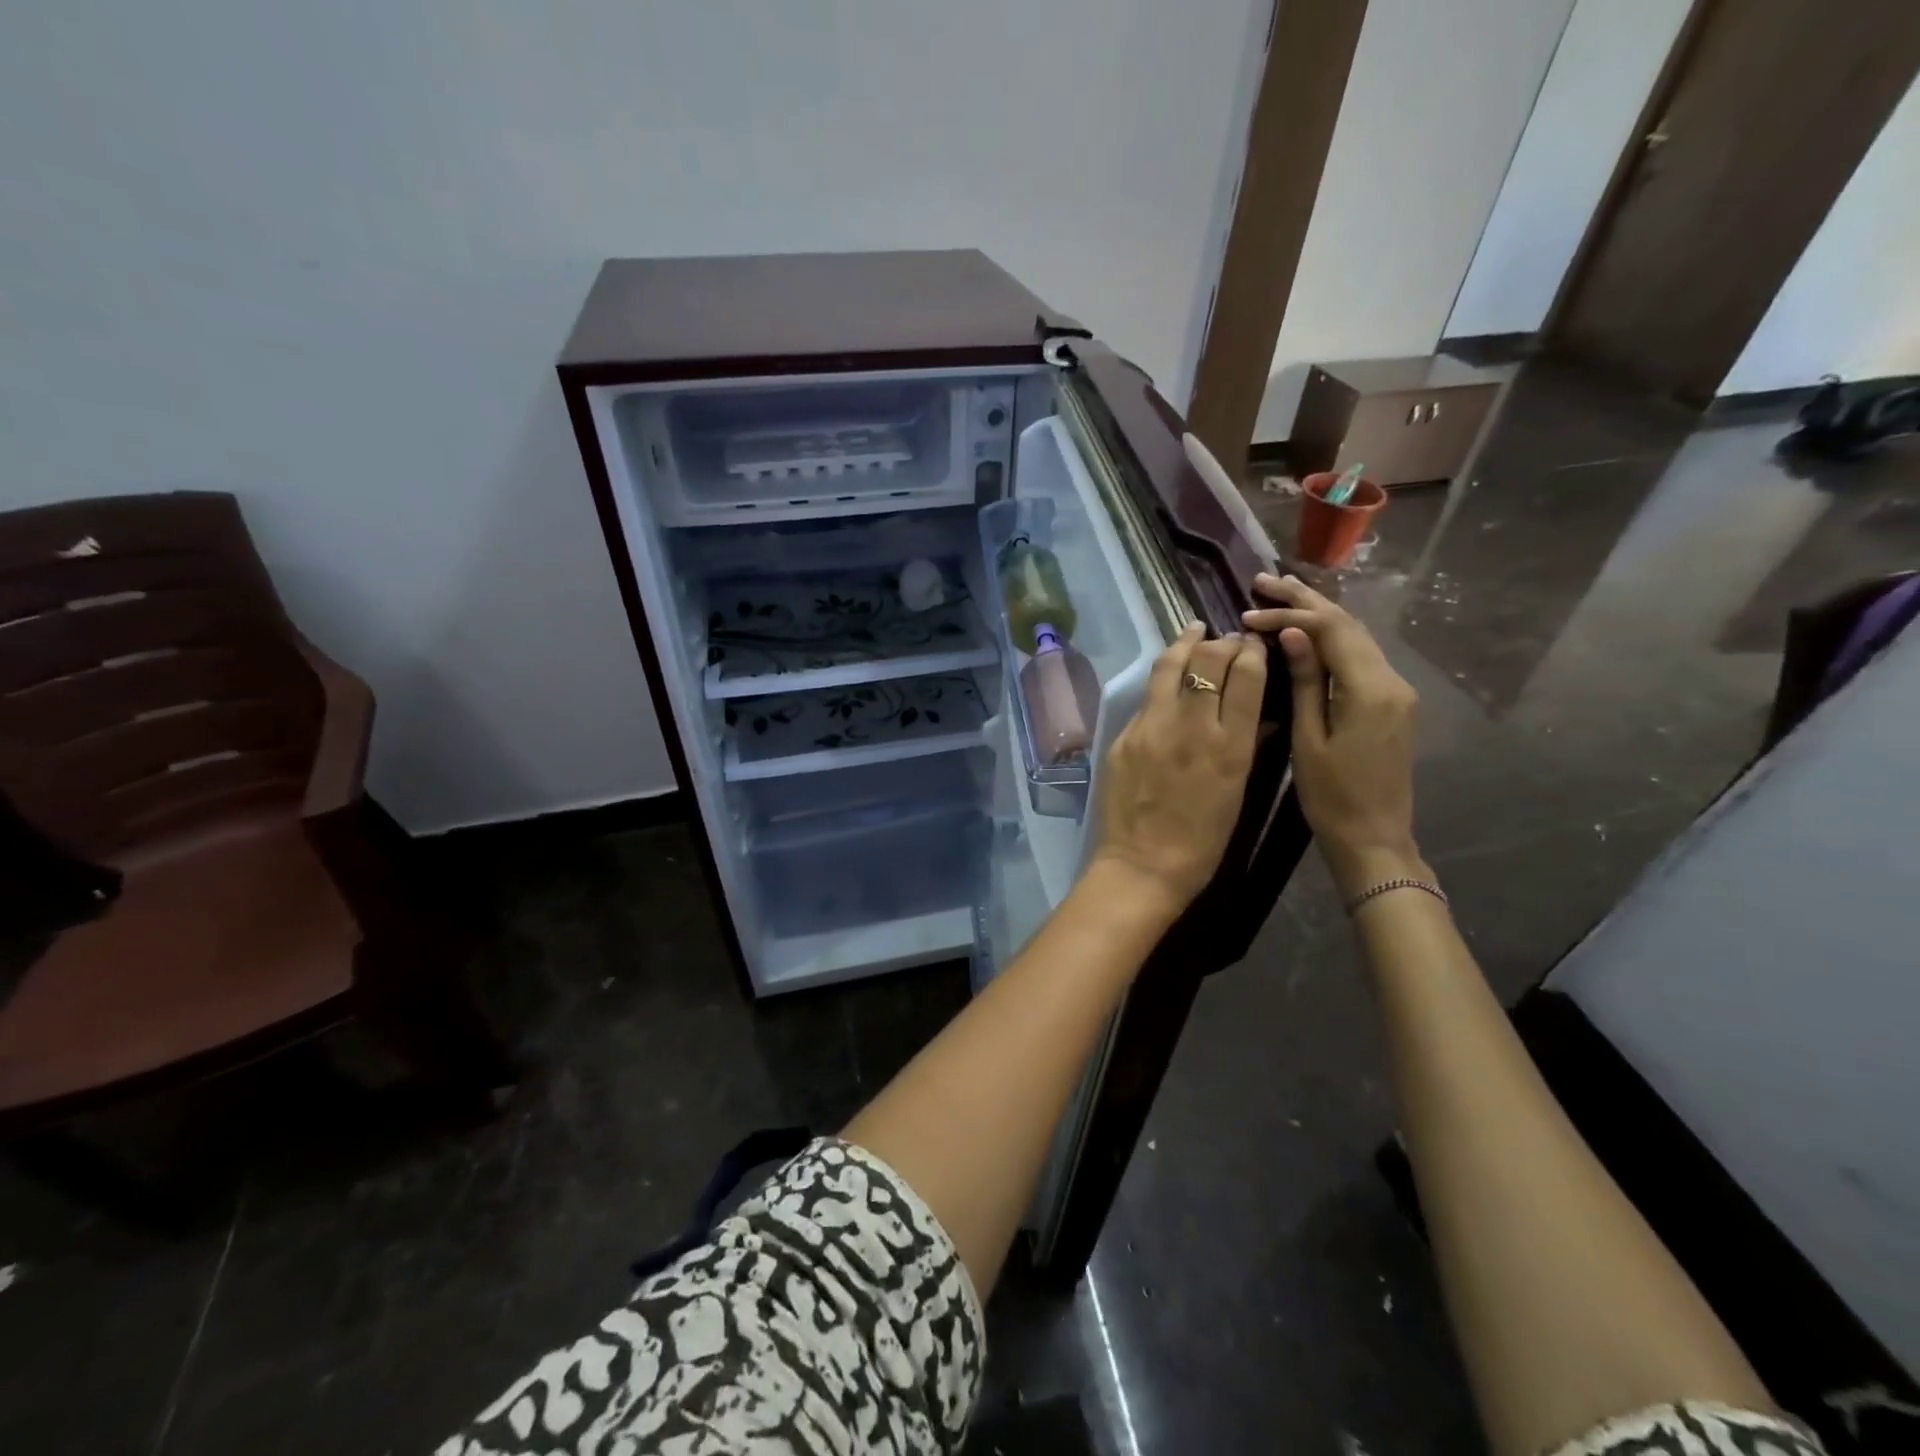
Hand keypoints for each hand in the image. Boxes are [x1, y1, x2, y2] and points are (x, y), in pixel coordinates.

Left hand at [1089, 622, 1266, 921]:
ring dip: (1186, 643)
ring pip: (1170, 667)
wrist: (1143, 866)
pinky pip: (1147, 699)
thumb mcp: (1237, 792)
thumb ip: (1246, 746)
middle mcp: (1192, 726)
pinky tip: (1167, 678)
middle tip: (1226, 639)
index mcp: (1231, 745)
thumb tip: (1258, 714)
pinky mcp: (1124, 736)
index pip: (1247, 676)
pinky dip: (1162, 682)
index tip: (1253, 643)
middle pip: (1209, 661)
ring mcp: (1152, 727)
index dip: (1252, 652)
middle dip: (1222, 643)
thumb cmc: (1202, 842)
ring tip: (1194, 630)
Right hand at [1242, 574, 1423, 895]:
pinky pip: (1359, 658)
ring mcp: (1396, 691)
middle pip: (1348, 625)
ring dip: (1319, 614)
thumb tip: (1294, 634)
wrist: (1374, 838)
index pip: (1331, 631)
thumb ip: (1306, 682)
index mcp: (1371, 689)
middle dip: (1306, 600)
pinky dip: (1331, 638)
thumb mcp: (1309, 739)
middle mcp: (1392, 680)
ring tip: (1282, 594)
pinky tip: (1309, 631)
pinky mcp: (1391, 703)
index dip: (1290, 616)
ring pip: (1356, 638)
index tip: (1248, 613)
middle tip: (1264, 579)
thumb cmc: (1332, 796)